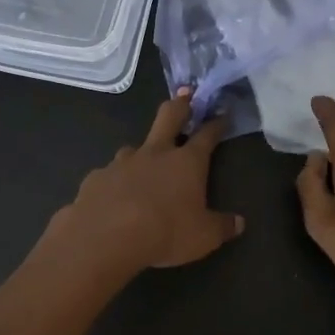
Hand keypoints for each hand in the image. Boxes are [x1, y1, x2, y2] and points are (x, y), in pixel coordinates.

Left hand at [47, 90, 243, 273]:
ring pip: (135, 148)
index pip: (206, 136)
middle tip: (186, 96)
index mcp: (186, 163)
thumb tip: (239, 223)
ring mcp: (122, 162)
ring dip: (143, 152)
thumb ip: (222, 227)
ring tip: (143, 166)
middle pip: (169, 116)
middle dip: (180, 105)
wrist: (105, 238)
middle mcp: (155, 154)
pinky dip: (116, 182)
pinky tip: (114, 197)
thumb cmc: (165, 233)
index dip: (216, 124)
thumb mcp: (204, 237)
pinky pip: (110, 175)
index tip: (222, 116)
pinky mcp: (96, 177)